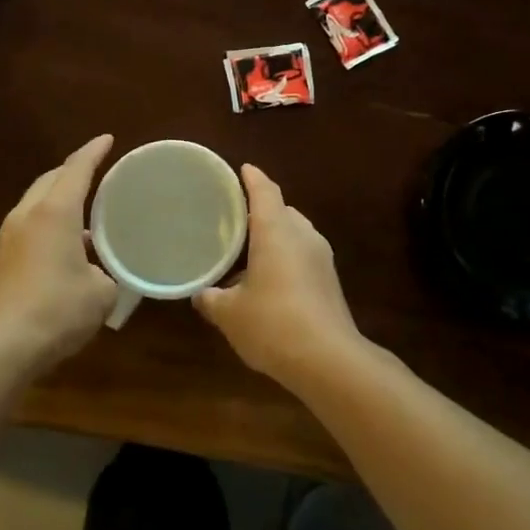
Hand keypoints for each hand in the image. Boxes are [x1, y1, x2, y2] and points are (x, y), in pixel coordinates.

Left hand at [0, 135, 117, 372]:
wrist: (1, 346)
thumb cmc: (57, 309)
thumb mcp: (100, 292)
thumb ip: (106, 274)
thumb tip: (99, 274)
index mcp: (54, 212)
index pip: (76, 169)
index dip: (93, 152)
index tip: (107, 139)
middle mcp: (28, 216)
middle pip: (50, 180)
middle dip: (72, 171)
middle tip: (95, 171)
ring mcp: (9, 238)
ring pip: (36, 203)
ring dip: (58, 199)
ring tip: (84, 209)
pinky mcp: (1, 261)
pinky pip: (29, 226)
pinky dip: (48, 223)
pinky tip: (65, 245)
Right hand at [194, 164, 365, 387]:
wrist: (329, 360)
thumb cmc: (273, 324)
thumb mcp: (230, 314)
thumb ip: (212, 299)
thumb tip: (200, 295)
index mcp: (277, 231)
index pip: (265, 191)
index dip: (252, 178)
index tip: (242, 169)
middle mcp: (302, 235)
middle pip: (282, 210)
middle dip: (261, 210)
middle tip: (234, 218)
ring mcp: (321, 258)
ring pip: (295, 234)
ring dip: (274, 236)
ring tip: (248, 250)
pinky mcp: (329, 281)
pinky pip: (303, 255)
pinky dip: (285, 257)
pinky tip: (268, 279)